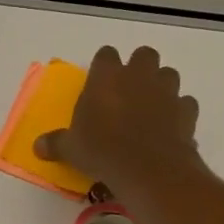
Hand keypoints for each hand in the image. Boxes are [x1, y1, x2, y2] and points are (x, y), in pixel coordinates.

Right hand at [36, 45, 200, 194]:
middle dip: (139, 68)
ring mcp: (166, 91)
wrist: (148, 168)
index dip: (104, 66)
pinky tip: (170, 127)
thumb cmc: (102, 150)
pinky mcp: (186, 110)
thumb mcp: (71, 149)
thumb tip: (37, 147)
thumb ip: (55, 143)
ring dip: (161, 86)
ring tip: (151, 107)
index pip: (106, 54)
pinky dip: (179, 111)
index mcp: (107, 76)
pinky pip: (185, 103)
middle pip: (144, 55)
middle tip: (129, 91)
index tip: (99, 82)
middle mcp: (138, 75)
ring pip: (169, 74)